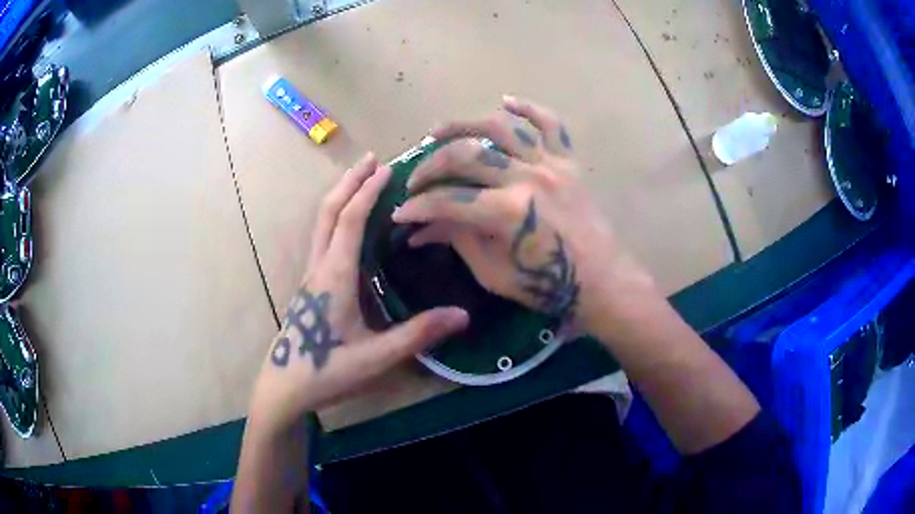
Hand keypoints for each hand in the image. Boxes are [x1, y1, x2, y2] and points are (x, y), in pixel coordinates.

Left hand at [248, 153, 468, 432]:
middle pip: (329, 212)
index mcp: (334, 275)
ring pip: (321, 224)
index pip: (350, 220)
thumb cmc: (327, 371)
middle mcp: (319, 267)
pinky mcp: (310, 286)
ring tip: (360, 181)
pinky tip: (350, 226)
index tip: (387, 169)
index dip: (368, 192)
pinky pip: (323, 238)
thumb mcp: (377, 357)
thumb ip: (418, 335)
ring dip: (340, 196)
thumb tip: (463, 315)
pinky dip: (337, 217)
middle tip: (371, 160)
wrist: (284, 386)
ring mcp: (311, 275)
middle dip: (349, 182)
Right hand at [393, 96, 654, 335]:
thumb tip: (424, 226)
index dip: (417, 208)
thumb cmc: (547, 286)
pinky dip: (529, 108)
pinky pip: (551, 125)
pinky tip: (507, 101)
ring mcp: (550, 165)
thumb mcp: (493, 273)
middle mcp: (527, 178)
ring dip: (465, 124)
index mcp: (508, 212)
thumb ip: (458, 241)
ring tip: (439, 130)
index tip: (400, 214)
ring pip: (502, 128)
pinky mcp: (569, 162)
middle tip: (415, 179)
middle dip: (430, 166)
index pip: (447, 201)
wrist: (601, 280)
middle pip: (466, 156)